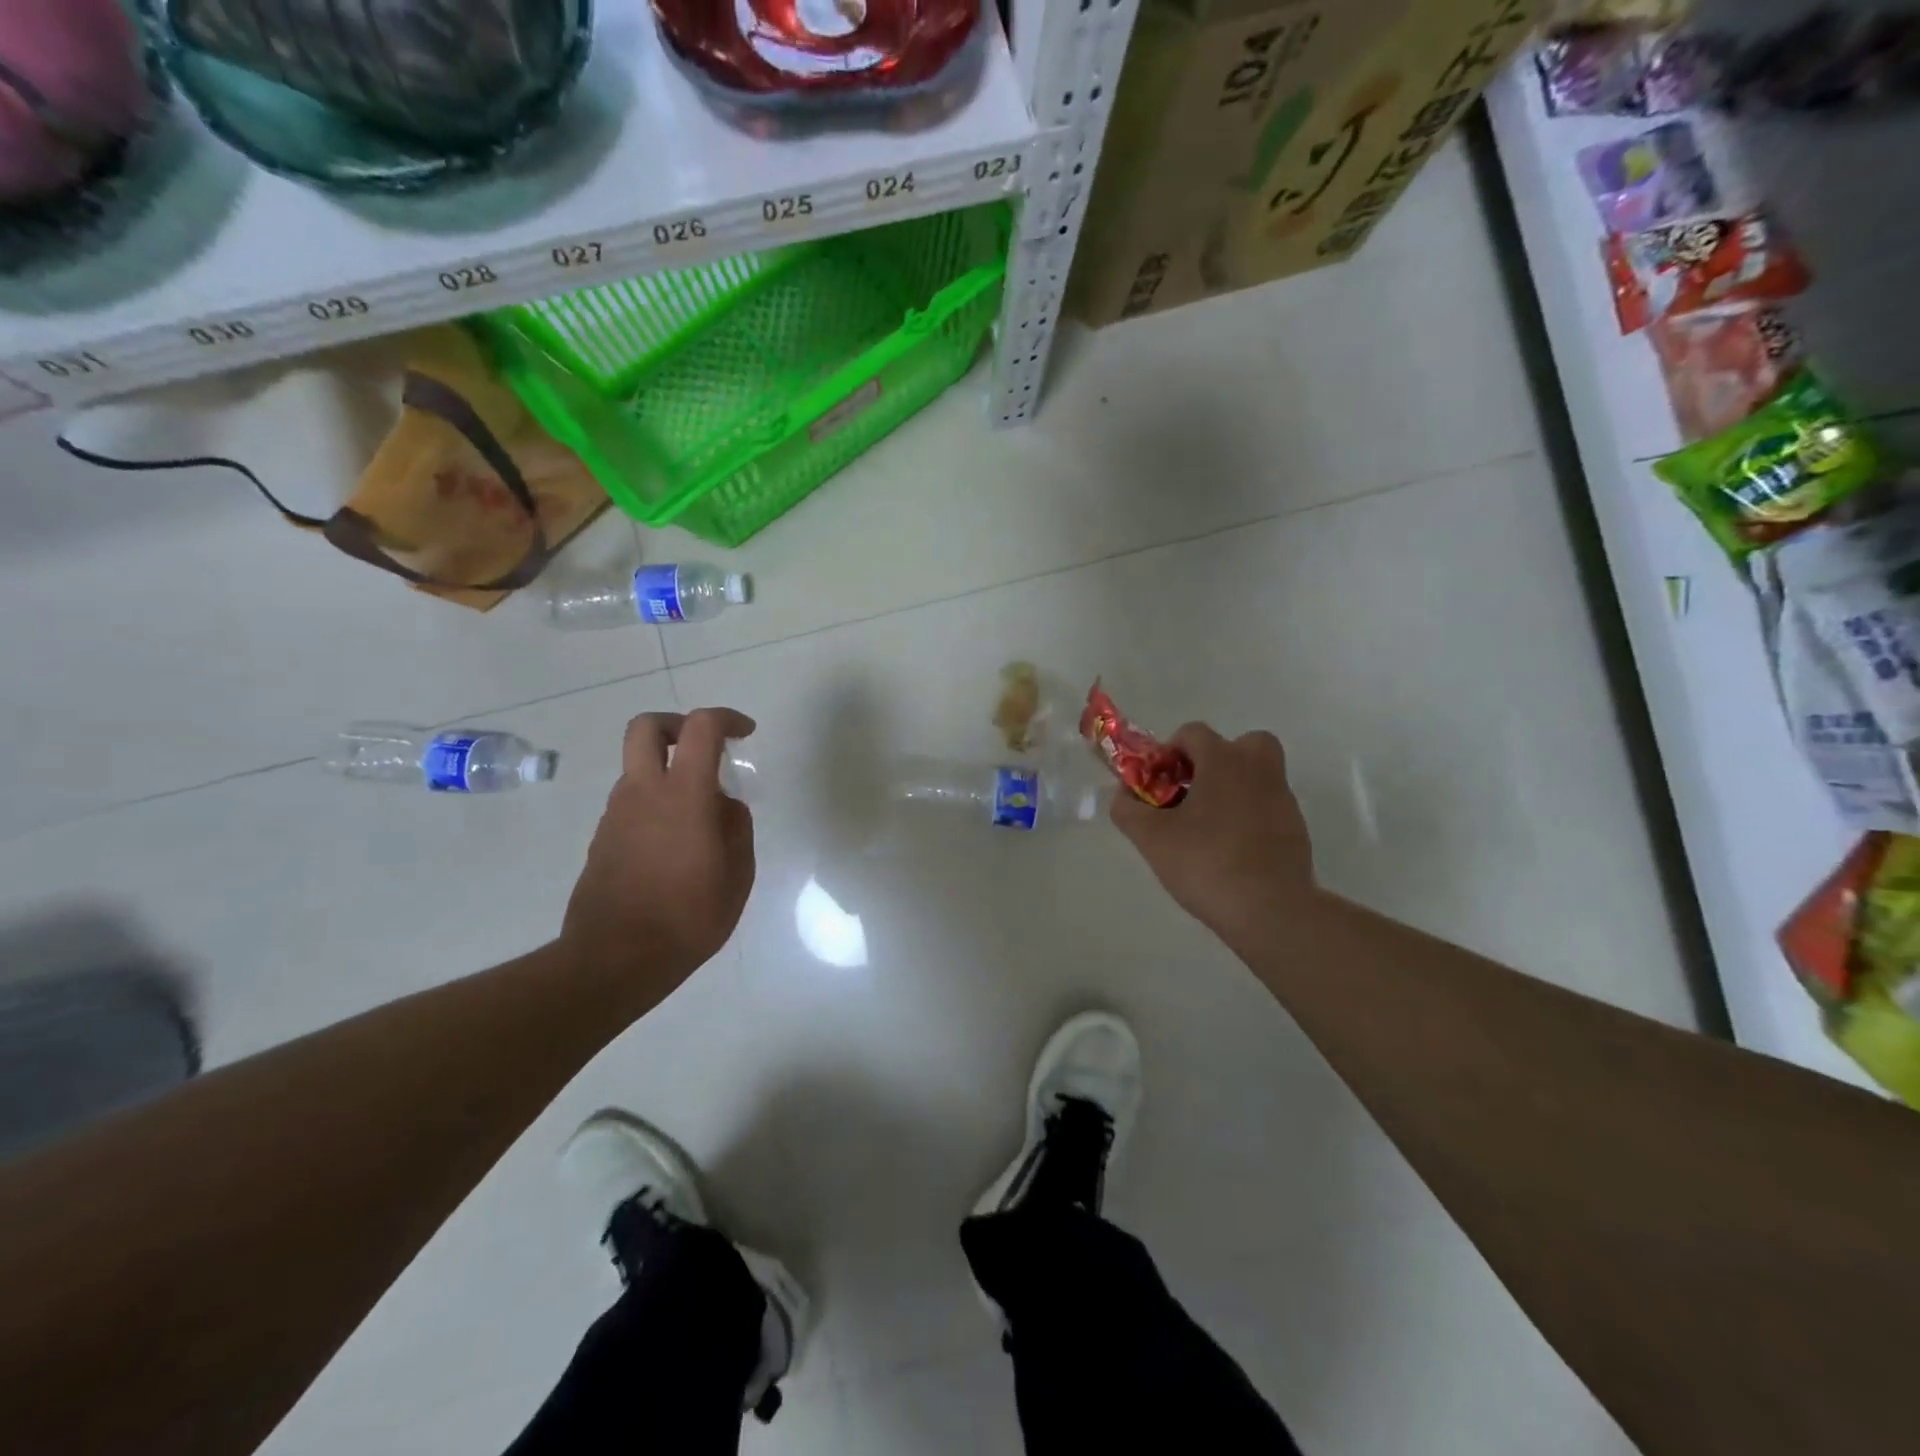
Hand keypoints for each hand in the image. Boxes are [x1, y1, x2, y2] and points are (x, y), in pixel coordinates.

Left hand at [559, 708, 756, 1011]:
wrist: (615, 959)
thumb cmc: (688, 917)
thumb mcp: (737, 874)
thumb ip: (737, 827)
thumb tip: (725, 806)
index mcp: (683, 795)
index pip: (701, 728)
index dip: (727, 719)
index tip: (746, 734)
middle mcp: (642, 793)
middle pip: (647, 727)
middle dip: (677, 725)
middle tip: (704, 747)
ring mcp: (616, 815)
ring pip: (639, 768)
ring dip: (668, 772)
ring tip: (700, 816)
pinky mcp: (602, 839)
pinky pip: (632, 802)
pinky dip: (655, 804)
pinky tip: (676, 845)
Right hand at [1110, 723, 1317, 950]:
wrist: (1271, 910)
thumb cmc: (1206, 862)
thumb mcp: (1151, 838)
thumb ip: (1128, 810)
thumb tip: (1123, 796)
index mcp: (1224, 761)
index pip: (1193, 733)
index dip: (1168, 752)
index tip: (1157, 783)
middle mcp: (1258, 769)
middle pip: (1239, 744)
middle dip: (1213, 761)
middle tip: (1191, 792)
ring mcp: (1282, 799)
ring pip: (1255, 776)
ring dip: (1230, 789)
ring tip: (1205, 827)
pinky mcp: (1296, 828)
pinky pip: (1266, 806)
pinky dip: (1248, 816)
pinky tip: (1228, 850)